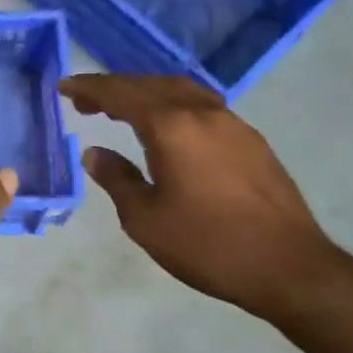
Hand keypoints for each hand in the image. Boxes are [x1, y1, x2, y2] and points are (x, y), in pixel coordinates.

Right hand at [60, 74, 352, 326]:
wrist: (289, 267)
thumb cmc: (207, 245)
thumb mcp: (145, 219)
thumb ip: (116, 179)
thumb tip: (95, 154)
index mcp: (171, 127)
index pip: (120, 94)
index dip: (89, 88)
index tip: (64, 86)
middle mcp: (202, 113)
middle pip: (150, 85)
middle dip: (115, 88)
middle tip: (86, 103)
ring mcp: (232, 123)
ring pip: (180, 91)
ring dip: (146, 93)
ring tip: (123, 110)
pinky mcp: (251, 140)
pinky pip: (202, 106)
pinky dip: (173, 105)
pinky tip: (168, 128)